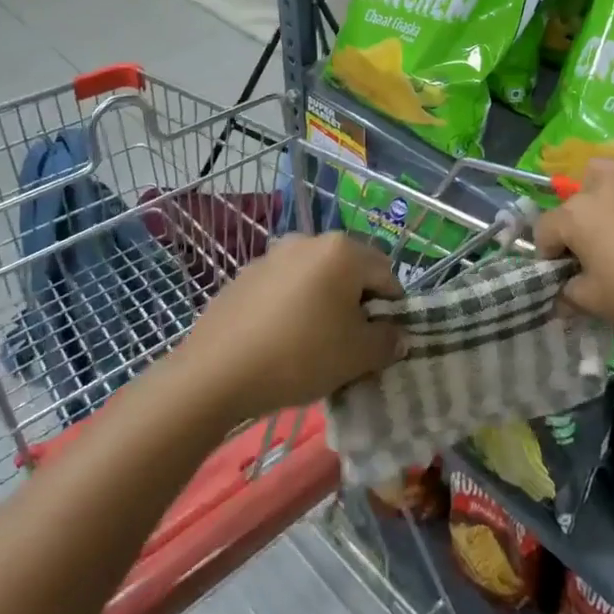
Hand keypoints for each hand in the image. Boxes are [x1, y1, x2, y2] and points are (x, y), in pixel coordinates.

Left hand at [174, 233, 404, 422]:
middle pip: (350, 270)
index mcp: (343, 251)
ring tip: (314, 343)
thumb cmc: (300, 356)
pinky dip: (293, 305)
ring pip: (315, 277)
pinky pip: (284, 286)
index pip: (386, 273)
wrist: (216, 373)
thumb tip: (397, 335)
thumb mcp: (357, 356)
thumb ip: (387, 341)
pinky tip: (281, 339)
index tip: (382, 340)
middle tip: (351, 343)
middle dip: (357, 302)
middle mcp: (309, 240)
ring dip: (324, 302)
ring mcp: (273, 255)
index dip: (392, 308)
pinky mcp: (245, 275)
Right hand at [534, 159, 613, 339]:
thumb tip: (562, 294)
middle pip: (575, 200)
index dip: (549, 255)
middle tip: (599, 252)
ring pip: (607, 176)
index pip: (544, 230)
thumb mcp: (599, 304)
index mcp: (575, 214)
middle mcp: (601, 183)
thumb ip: (569, 295)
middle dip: (578, 224)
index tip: (566, 275)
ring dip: (605, 196)